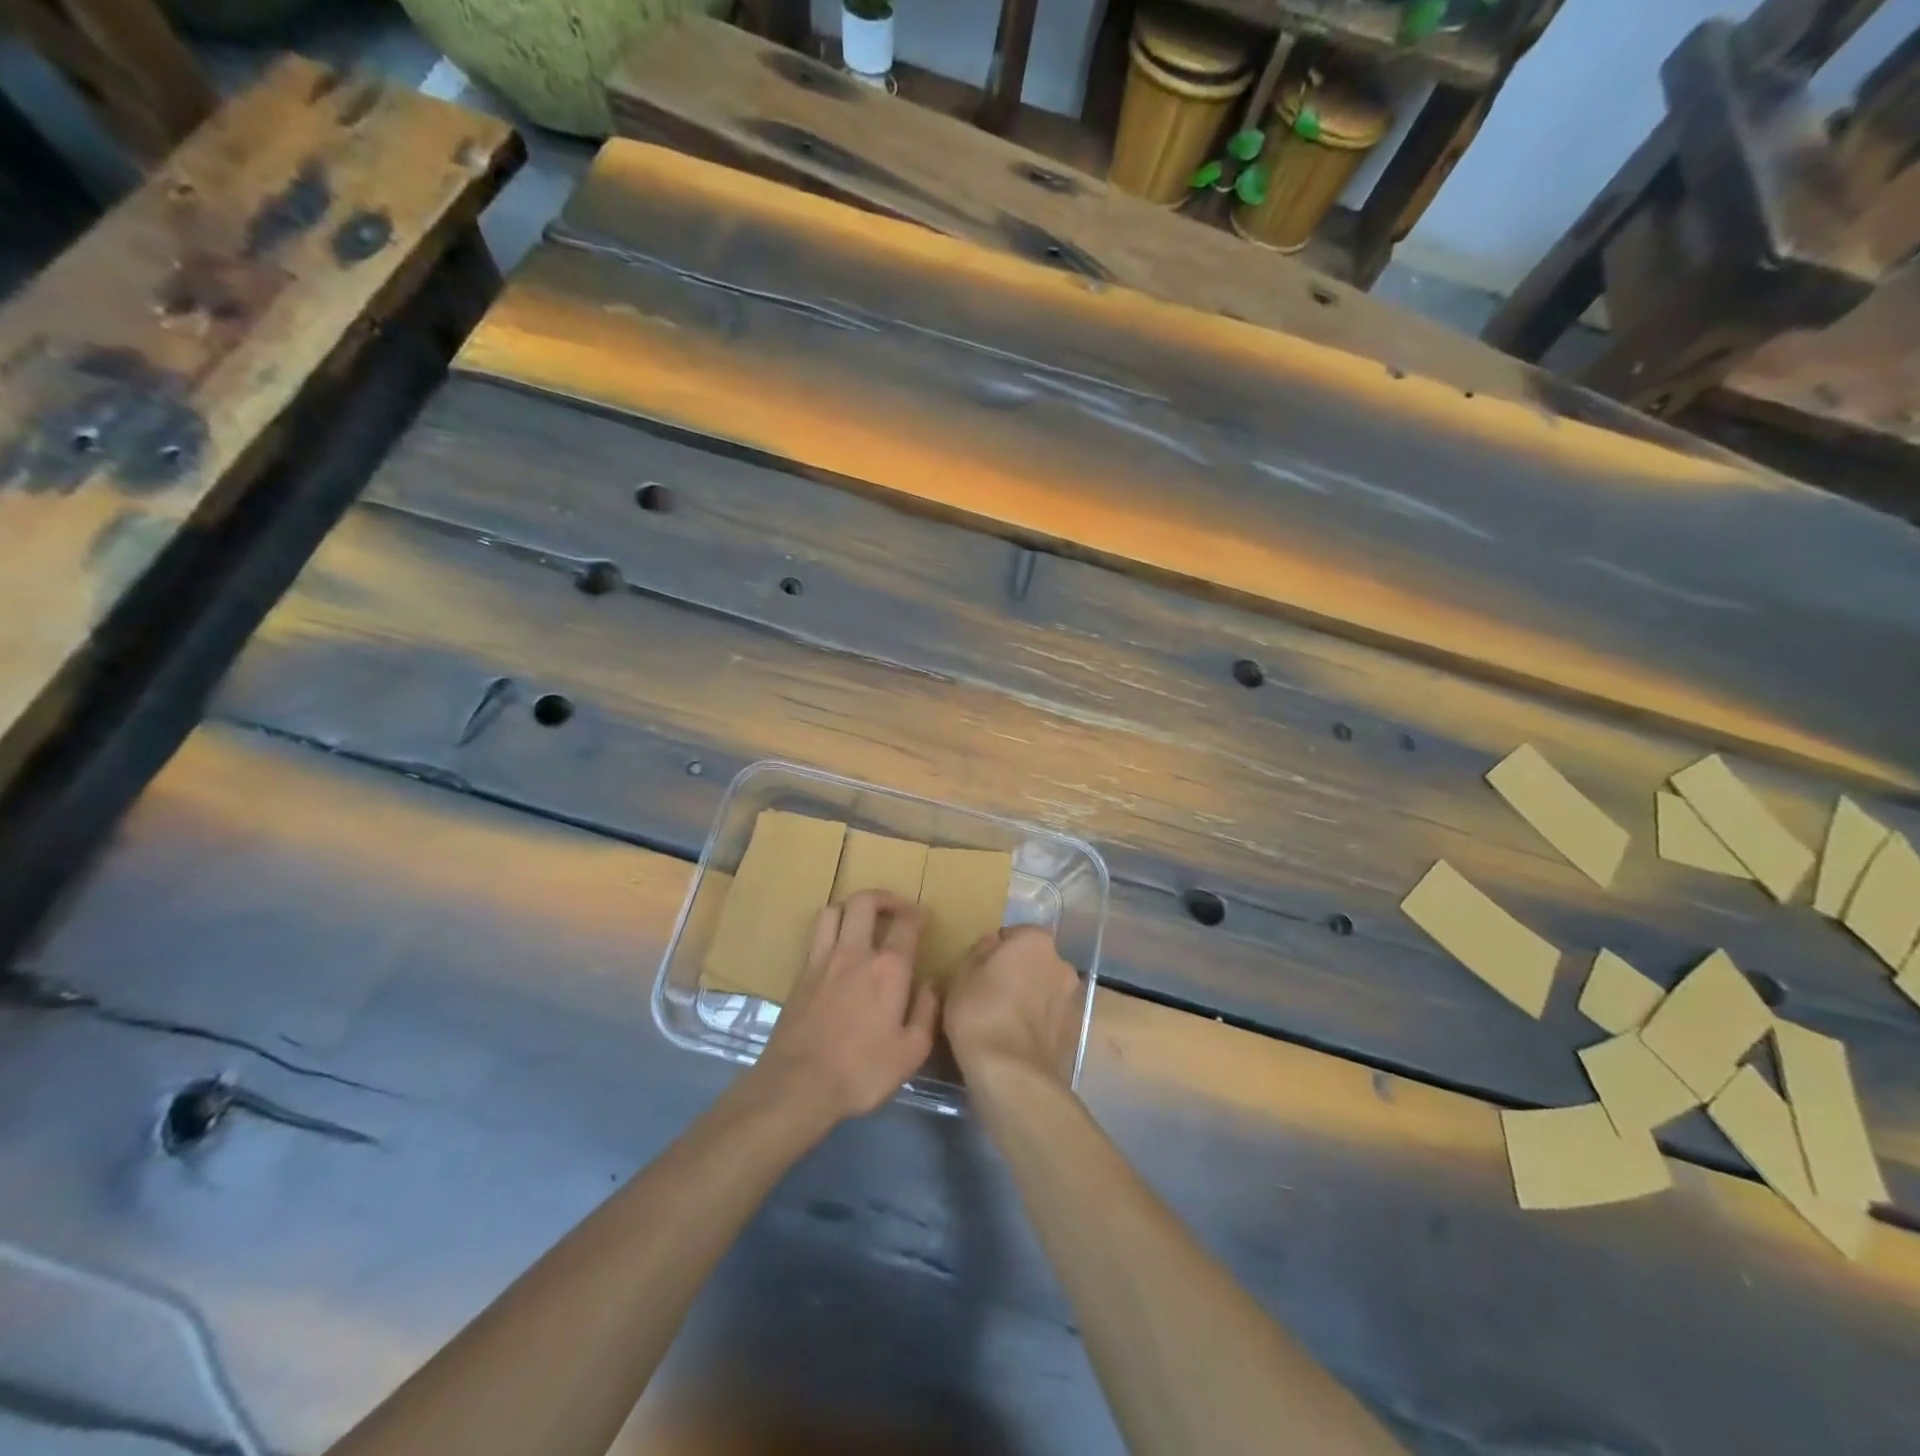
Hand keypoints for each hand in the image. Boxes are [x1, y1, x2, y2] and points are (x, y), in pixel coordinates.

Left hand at [753, 890, 938, 1123]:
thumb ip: (926, 1011)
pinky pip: (817, 935)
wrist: (797, 1085)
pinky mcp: (800, 974)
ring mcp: (822, 960)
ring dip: (852, 908)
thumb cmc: (861, 1071)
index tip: (925, 918)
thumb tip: (932, 983)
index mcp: (888, 969)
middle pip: (864, 902)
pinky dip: (831, 929)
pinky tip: (838, 950)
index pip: (906, 923)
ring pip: (834, 910)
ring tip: (863, 922)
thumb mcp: (911, 1051)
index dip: (918, 914)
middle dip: (884, 898)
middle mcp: (854, 953)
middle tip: (896, 910)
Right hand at [945, 925, 1082, 1084]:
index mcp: (1036, 941)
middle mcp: (1062, 963)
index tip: (980, 971)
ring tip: (1005, 1022)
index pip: (1014, 934)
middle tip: (991, 994)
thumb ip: (980, 951)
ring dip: (1031, 998)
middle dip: (1018, 972)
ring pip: (1045, 990)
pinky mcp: (1076, 1032)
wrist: (1013, 1074)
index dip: (995, 951)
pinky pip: (1051, 1018)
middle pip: (1034, 961)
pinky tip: (1017, 1041)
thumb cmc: (981, 1013)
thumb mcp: (962, 974)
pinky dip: (1038, 1023)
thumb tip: (994, 943)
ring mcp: (1073, 999)